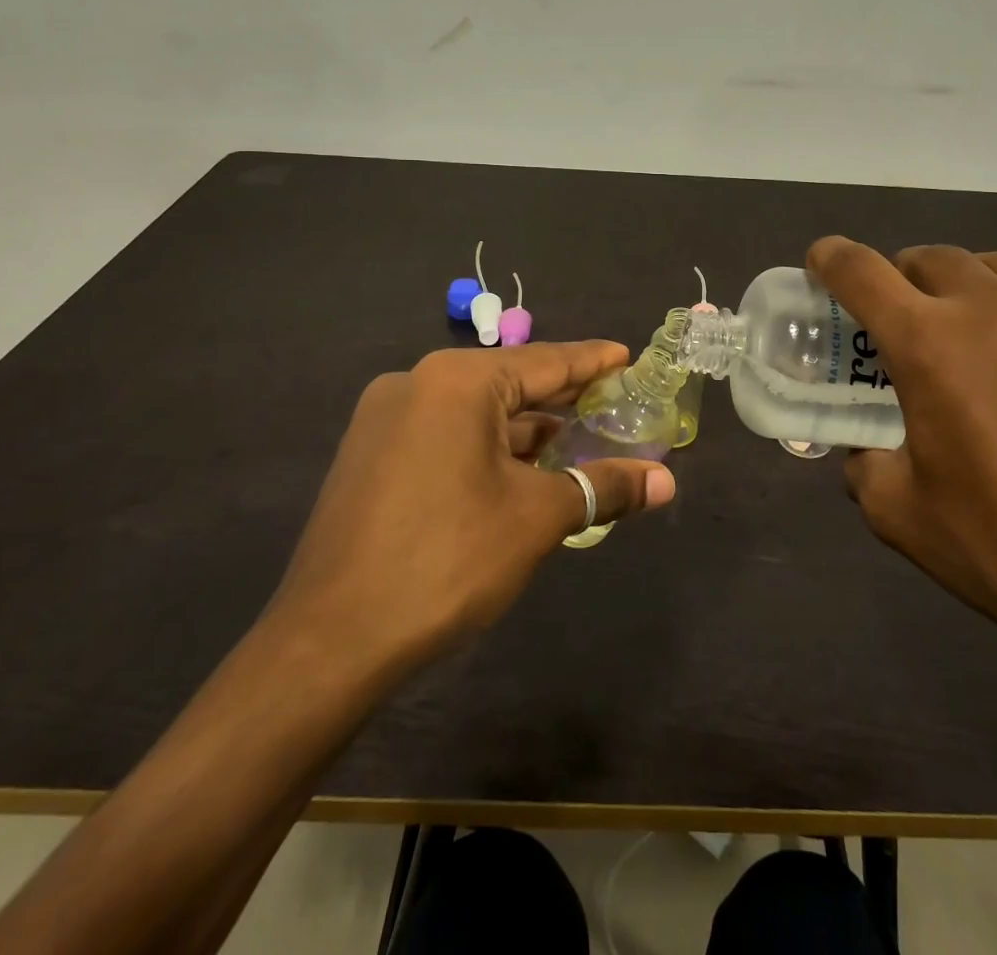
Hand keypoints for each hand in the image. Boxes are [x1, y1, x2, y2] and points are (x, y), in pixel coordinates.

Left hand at [268, 342, 676, 670]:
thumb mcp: (536, 518)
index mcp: (457, 381)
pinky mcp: (370, 456)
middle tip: (612, 401)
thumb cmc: (447, 560)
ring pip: (474, 413)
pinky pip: (444, 435)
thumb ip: (603, 487)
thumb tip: (666, 482)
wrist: (330, 641)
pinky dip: (486, 448)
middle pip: (508, 383)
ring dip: (524, 430)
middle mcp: (416, 384)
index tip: (628, 355)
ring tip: (574, 441)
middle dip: (561, 398)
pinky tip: (517, 471)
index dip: (592, 362)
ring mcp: (385, 420)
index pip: (544, 361)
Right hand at [806, 238, 996, 677]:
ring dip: (964, 283)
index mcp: (930, 343)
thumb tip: (870, 451)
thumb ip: (866, 464)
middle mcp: (995, 309)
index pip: (860, 271)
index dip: (830, 260)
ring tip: (966, 329)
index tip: (821, 267)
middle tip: (900, 321)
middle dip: (900, 277)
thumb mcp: (900, 514)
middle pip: (930, 257)